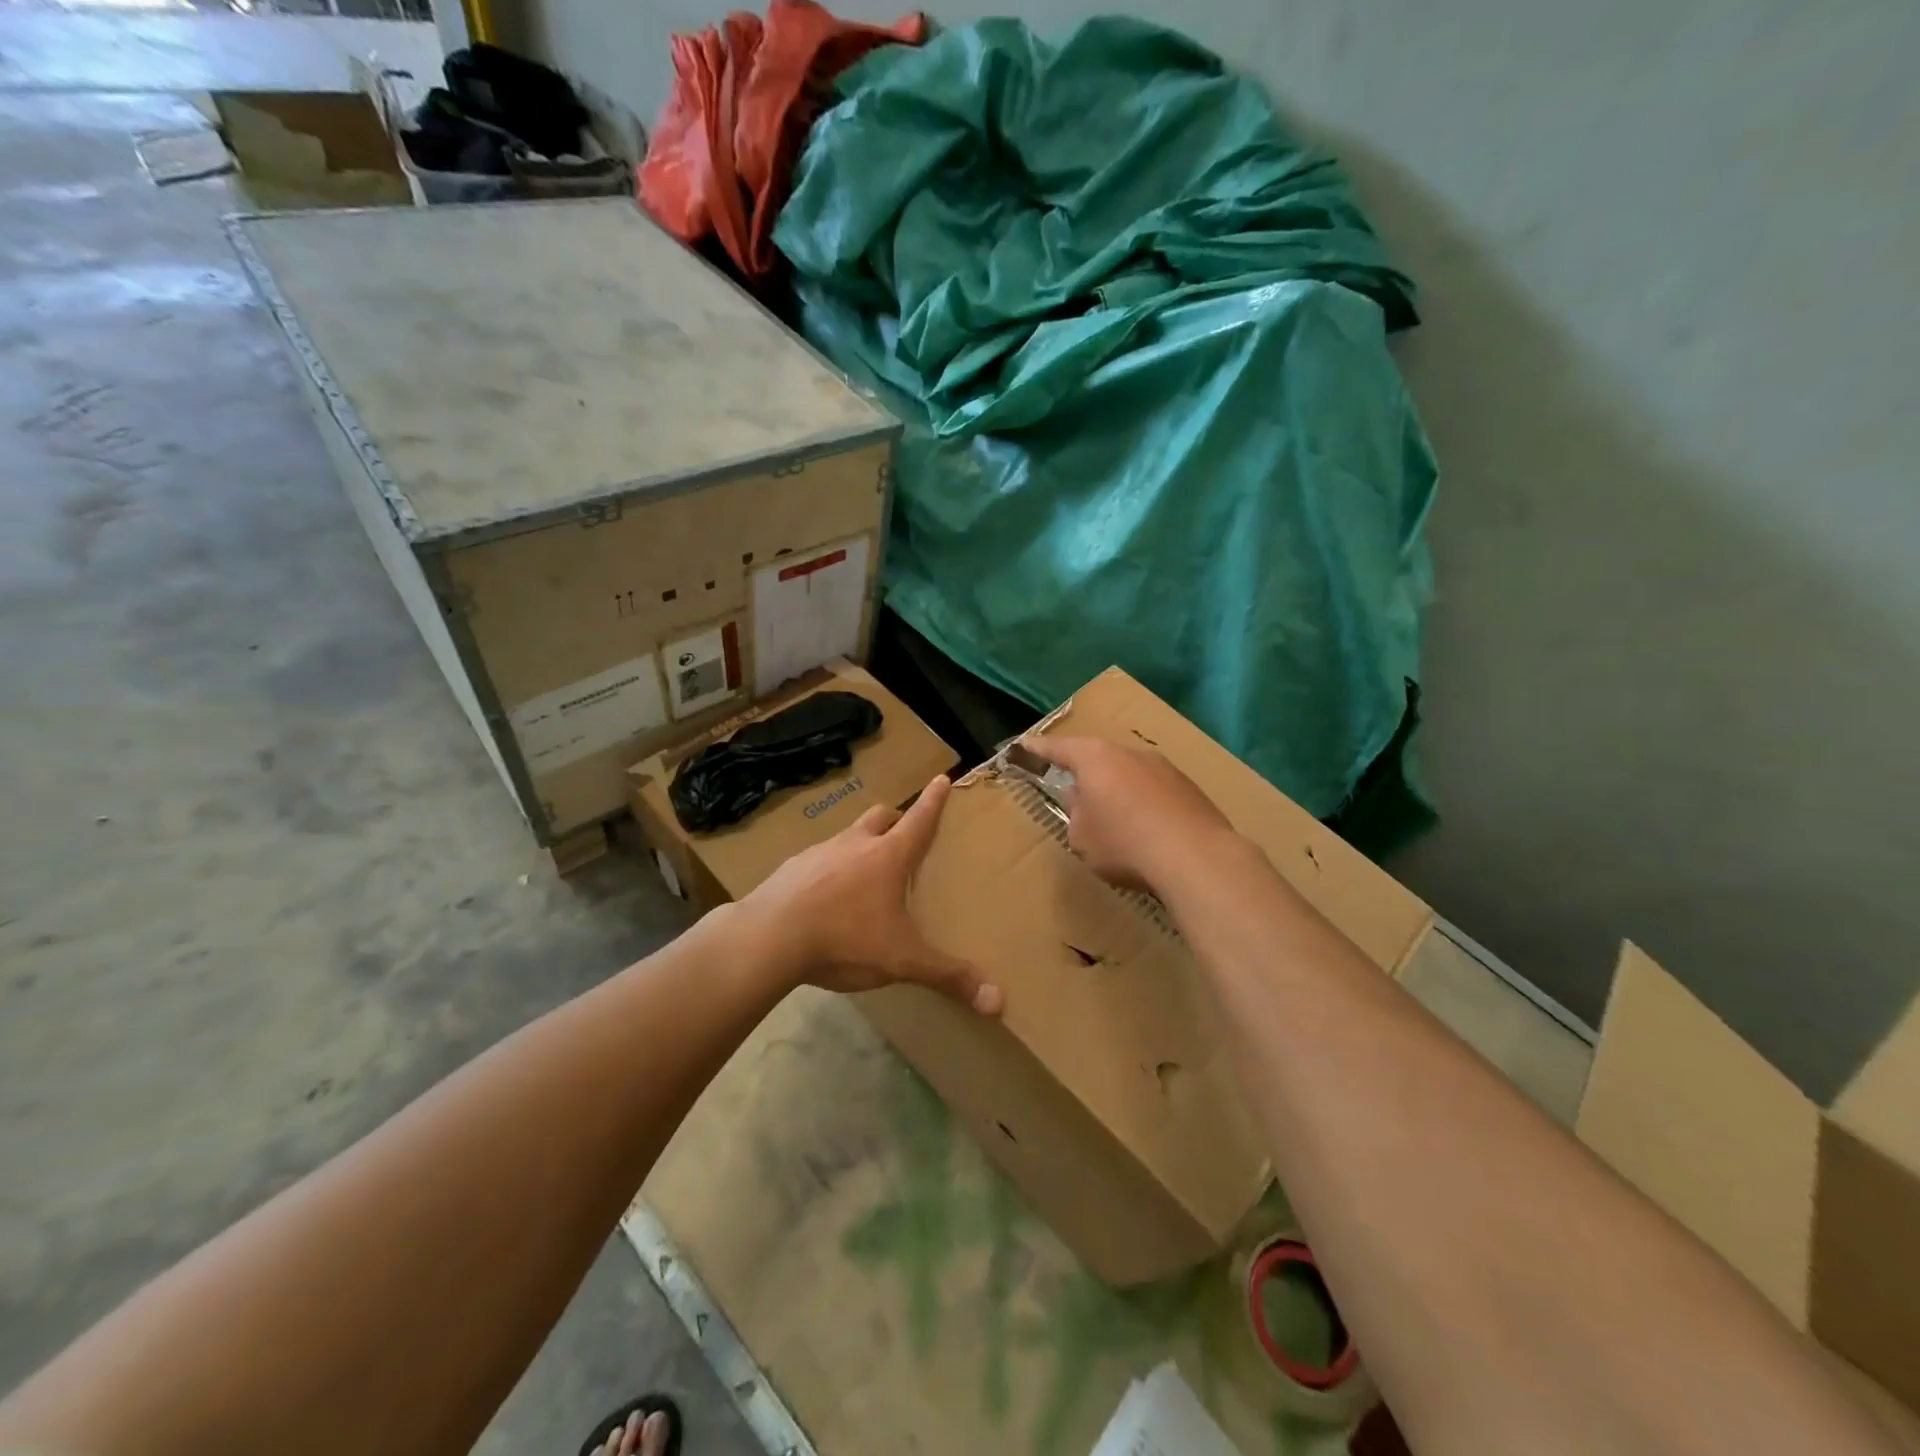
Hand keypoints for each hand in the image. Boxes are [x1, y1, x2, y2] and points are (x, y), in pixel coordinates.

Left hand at [732, 775, 1002, 1014]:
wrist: (768, 938)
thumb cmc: (845, 939)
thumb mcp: (902, 961)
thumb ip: (948, 976)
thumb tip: (998, 1001)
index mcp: (888, 857)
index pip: (919, 820)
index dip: (933, 801)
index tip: (941, 778)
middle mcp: (854, 845)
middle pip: (879, 816)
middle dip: (894, 819)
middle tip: (901, 834)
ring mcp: (818, 854)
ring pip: (846, 837)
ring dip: (858, 846)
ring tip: (861, 874)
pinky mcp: (789, 870)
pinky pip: (816, 862)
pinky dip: (826, 871)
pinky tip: (822, 900)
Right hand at [1021, 735, 1242, 894]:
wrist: (1195, 857)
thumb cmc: (1123, 843)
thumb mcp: (1082, 836)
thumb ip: (1076, 813)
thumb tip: (1083, 801)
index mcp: (1095, 758)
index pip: (1058, 748)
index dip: (1038, 749)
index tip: (1024, 745)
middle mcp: (1130, 753)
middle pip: (1099, 759)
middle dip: (1086, 775)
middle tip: (1074, 794)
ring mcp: (1165, 768)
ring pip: (1130, 776)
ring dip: (1119, 792)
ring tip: (1115, 821)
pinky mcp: (1190, 789)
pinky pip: (1155, 793)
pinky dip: (1145, 807)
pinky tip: (1148, 833)